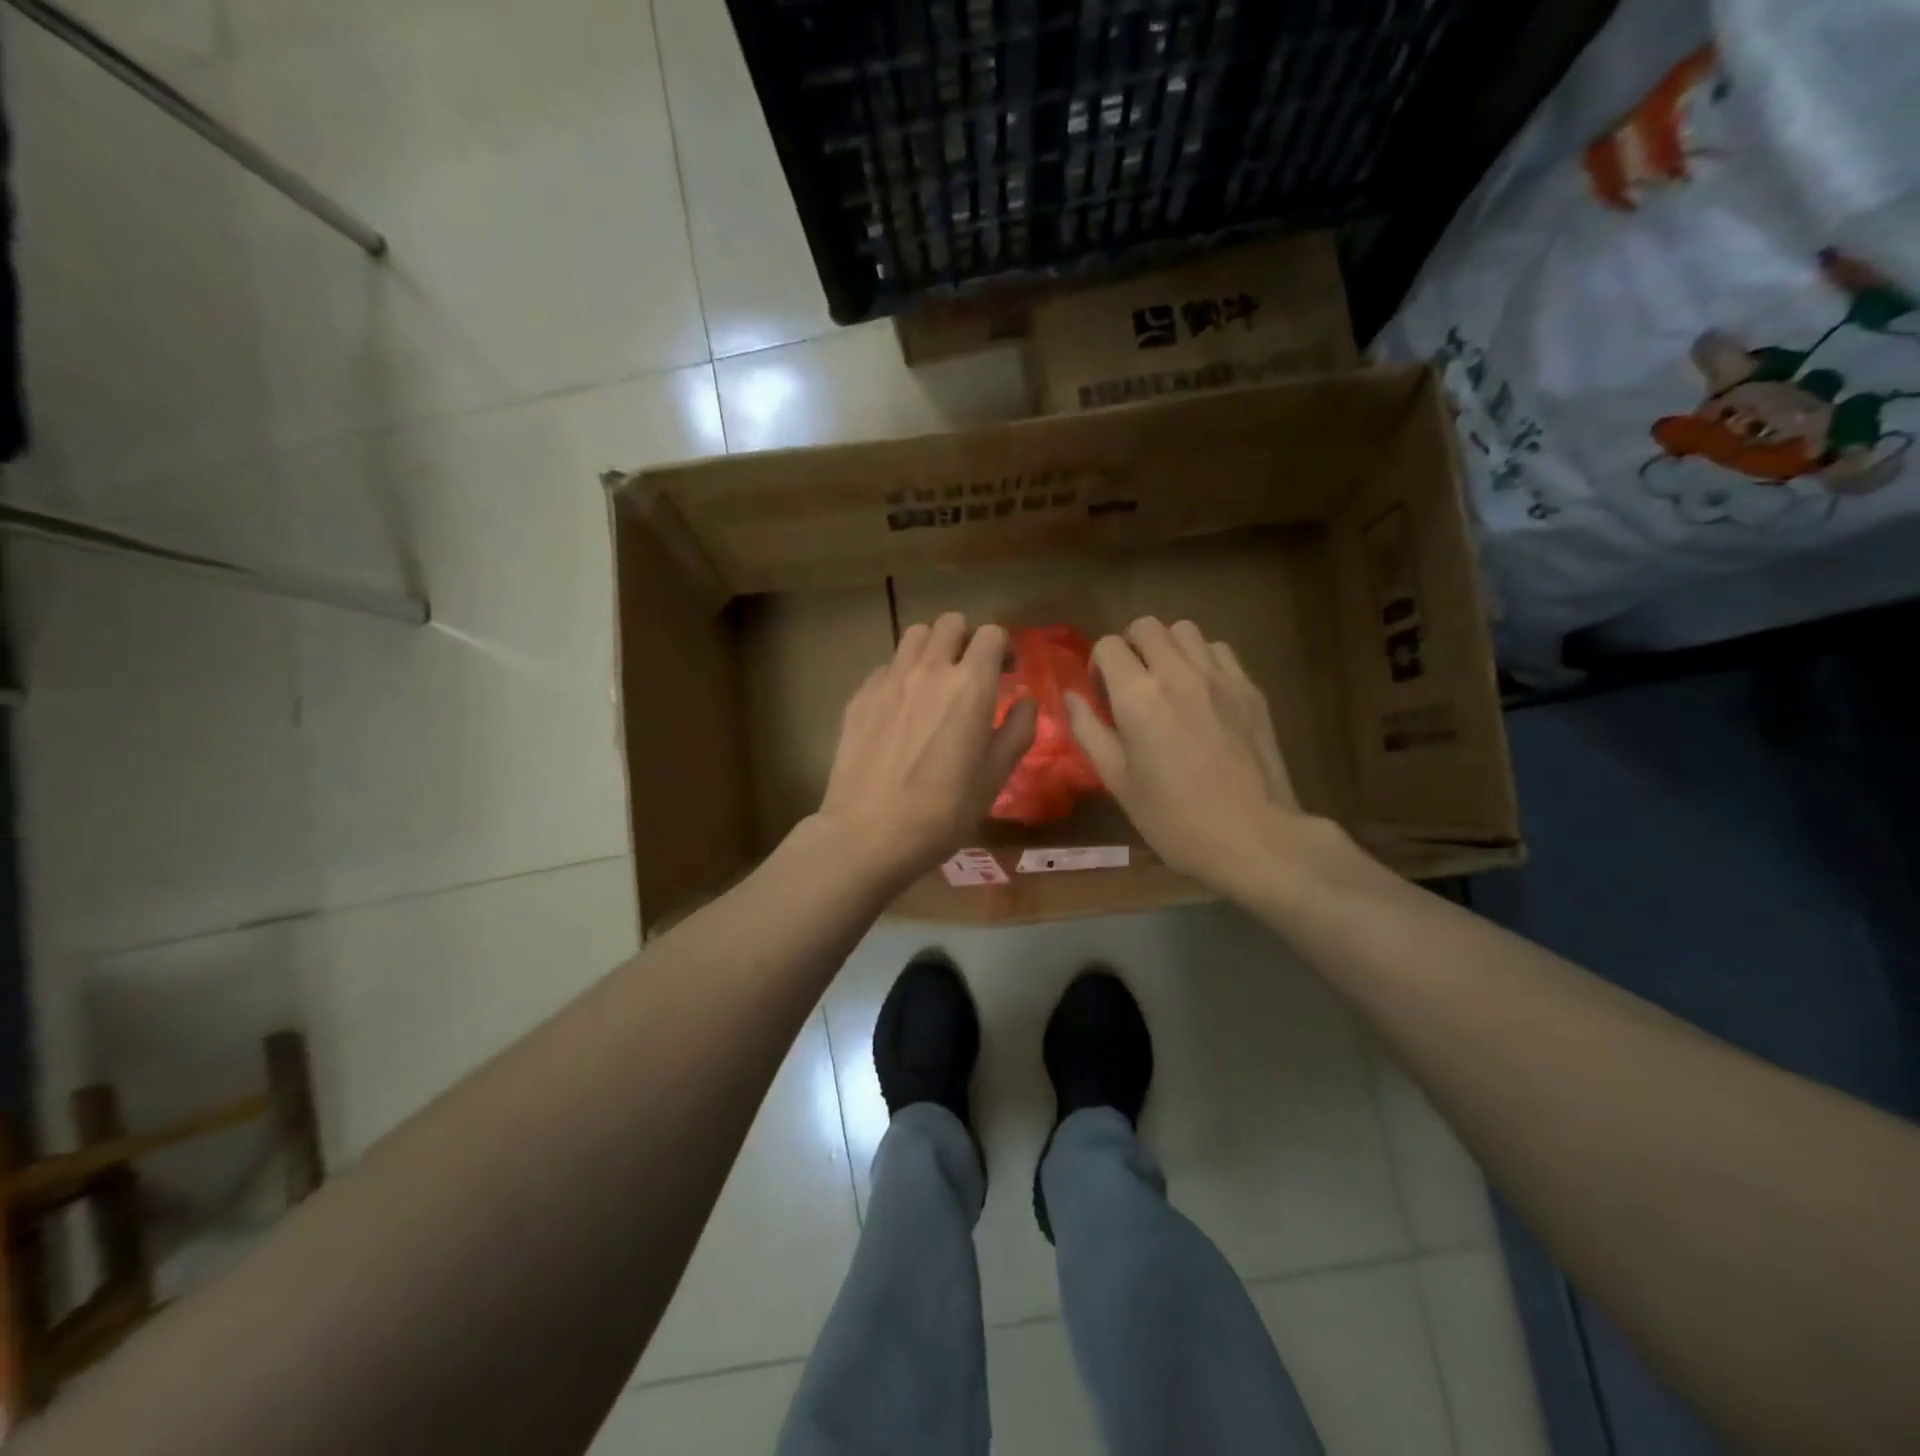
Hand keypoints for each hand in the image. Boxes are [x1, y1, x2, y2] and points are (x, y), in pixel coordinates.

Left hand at [817, 612, 1036, 883]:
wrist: (869, 832)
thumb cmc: (943, 811)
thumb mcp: (994, 777)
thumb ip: (1017, 731)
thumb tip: (1026, 702)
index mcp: (970, 685)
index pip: (991, 634)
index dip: (1003, 648)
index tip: (1005, 673)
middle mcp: (929, 670)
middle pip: (950, 623)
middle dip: (967, 639)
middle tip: (970, 672)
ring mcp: (889, 679)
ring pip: (914, 636)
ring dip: (931, 648)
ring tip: (934, 681)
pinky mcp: (859, 696)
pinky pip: (885, 667)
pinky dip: (900, 675)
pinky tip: (900, 708)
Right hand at [1066, 618, 1343, 895]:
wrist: (1254, 838)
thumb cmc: (1174, 819)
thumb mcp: (1117, 781)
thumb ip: (1088, 731)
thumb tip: (1070, 697)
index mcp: (1138, 697)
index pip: (1109, 646)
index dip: (1098, 666)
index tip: (1103, 696)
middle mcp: (1178, 674)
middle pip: (1147, 626)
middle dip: (1130, 647)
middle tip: (1131, 684)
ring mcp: (1220, 677)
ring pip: (1185, 631)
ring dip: (1167, 648)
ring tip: (1167, 684)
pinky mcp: (1250, 689)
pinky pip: (1219, 650)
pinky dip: (1202, 660)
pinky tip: (1201, 695)